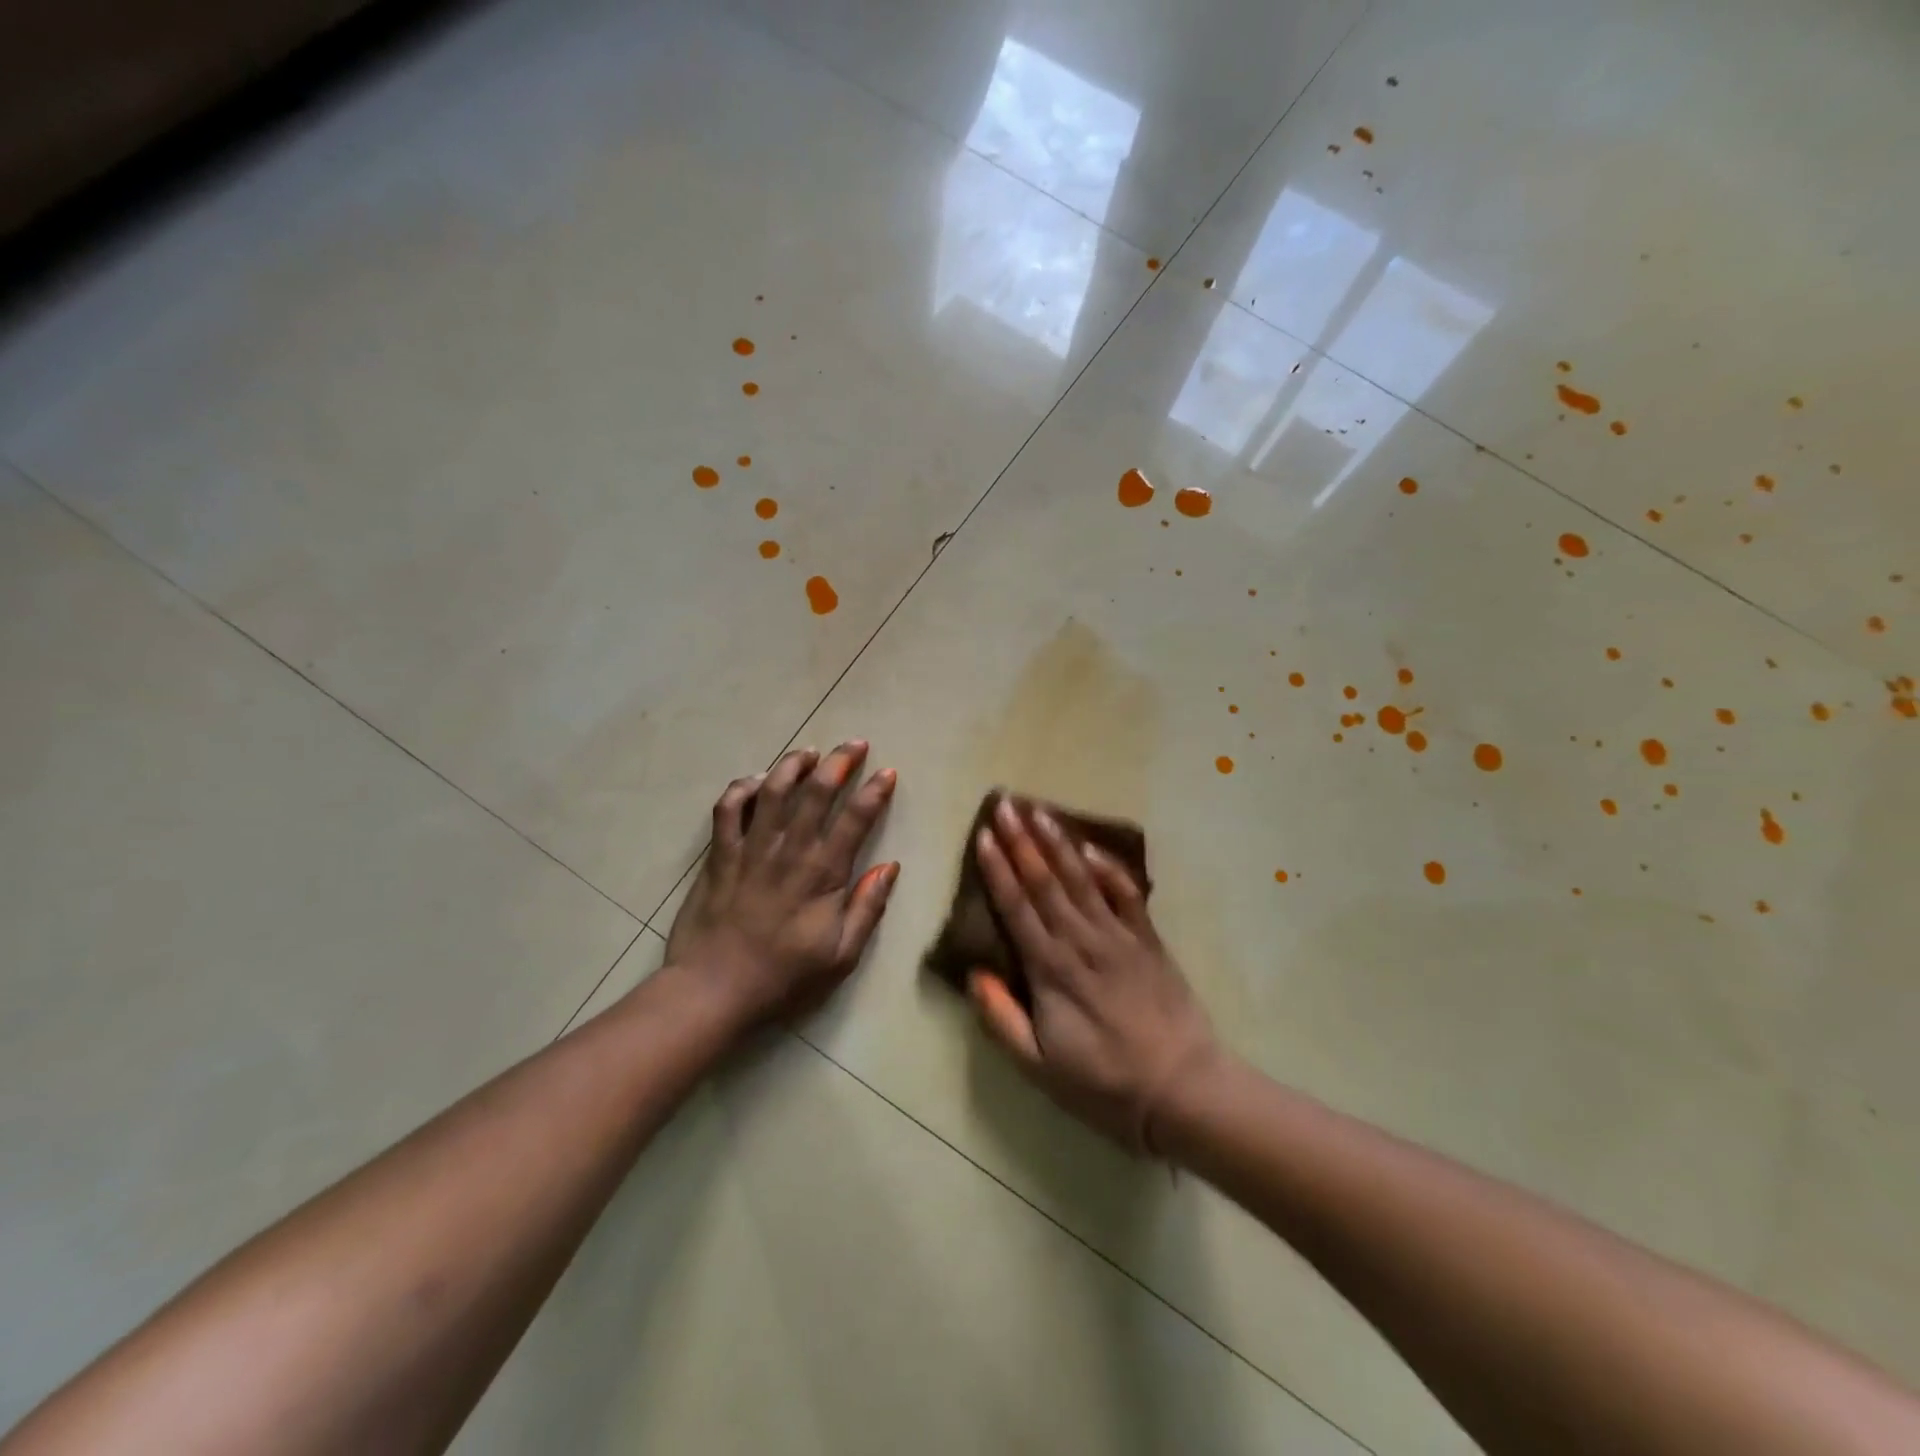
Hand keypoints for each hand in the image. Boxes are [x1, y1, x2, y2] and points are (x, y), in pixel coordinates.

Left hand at [666, 742, 898, 1025]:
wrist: (713, 990)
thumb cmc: (784, 978)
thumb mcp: (841, 955)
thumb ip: (867, 908)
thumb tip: (890, 867)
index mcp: (822, 874)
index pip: (855, 819)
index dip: (874, 792)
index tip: (888, 772)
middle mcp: (788, 851)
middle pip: (815, 792)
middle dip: (838, 762)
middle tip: (854, 744)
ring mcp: (750, 849)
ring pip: (771, 791)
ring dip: (792, 765)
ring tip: (808, 752)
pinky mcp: (719, 856)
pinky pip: (727, 810)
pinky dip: (740, 789)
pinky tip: (754, 781)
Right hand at [968, 796, 1220, 1155]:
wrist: (1183, 1090)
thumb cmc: (1104, 1084)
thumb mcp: (1039, 1067)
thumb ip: (1001, 1019)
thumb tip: (974, 973)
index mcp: (1050, 970)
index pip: (1017, 908)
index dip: (998, 869)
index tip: (984, 835)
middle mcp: (1081, 942)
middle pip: (1045, 882)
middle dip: (1022, 840)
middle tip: (1006, 803)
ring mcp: (1118, 937)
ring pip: (1081, 879)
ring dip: (1058, 843)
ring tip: (1040, 809)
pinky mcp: (1148, 940)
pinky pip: (1126, 895)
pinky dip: (1108, 868)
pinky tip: (1091, 847)